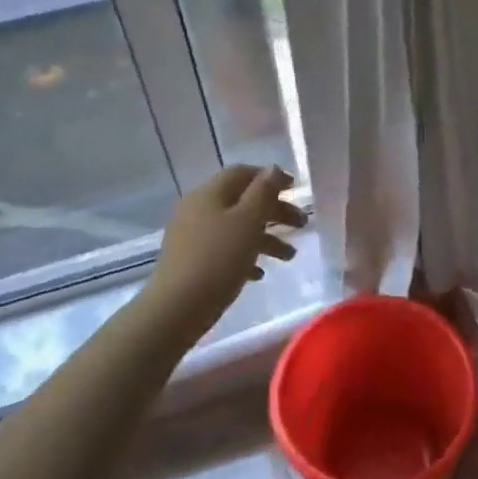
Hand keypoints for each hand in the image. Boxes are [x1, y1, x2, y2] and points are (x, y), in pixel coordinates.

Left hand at [145, 164, 306, 344]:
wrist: (175, 310)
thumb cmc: (218, 260)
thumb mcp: (248, 222)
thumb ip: (263, 192)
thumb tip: (273, 168)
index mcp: (210, 193)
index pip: (243, 173)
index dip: (271, 177)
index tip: (296, 189)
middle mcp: (198, 208)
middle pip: (242, 201)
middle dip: (275, 211)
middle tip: (302, 225)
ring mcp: (191, 236)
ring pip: (236, 227)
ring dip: (265, 237)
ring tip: (289, 257)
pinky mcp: (190, 261)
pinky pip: (224, 250)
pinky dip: (245, 255)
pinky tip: (259, 273)